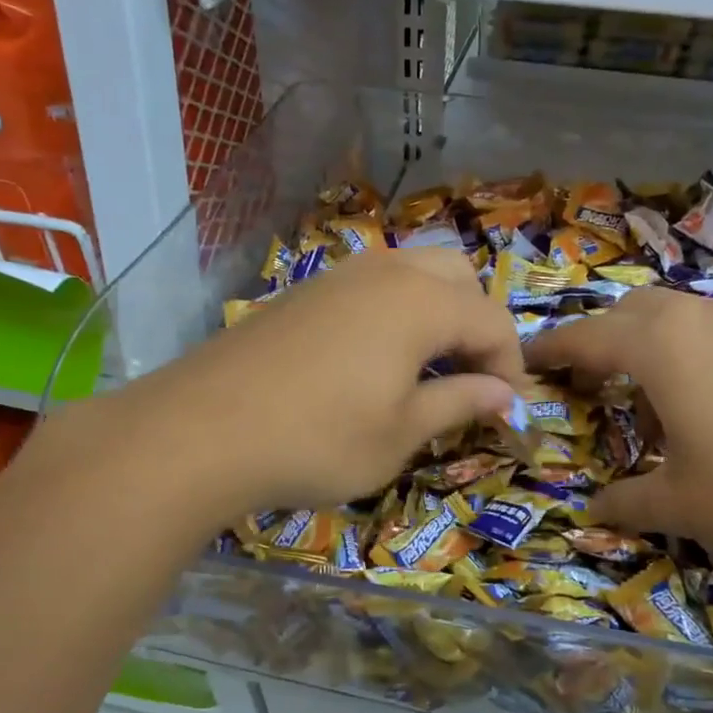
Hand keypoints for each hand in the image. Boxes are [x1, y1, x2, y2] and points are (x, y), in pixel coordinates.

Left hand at [151, 246, 524, 514]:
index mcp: (421, 303)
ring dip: (435, 313)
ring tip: (425, 369)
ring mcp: (337, 277)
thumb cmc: (317, 440)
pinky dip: (394, 312)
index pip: (492, 321)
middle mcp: (385, 273)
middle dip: (476, 323)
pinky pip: (370, 286)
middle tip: (468, 377)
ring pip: (411, 272)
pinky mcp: (302, 293)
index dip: (510, 365)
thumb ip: (458, 403)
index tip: (507, 409)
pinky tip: (373, 361)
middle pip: (457, 277)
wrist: (201, 431)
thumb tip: (504, 394)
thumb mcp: (400, 434)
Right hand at [524, 287, 712, 571]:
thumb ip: (626, 502)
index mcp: (660, 348)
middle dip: (597, 340)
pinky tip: (701, 403)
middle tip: (583, 383)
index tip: (524, 363)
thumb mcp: (681, 505)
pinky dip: (685, 353)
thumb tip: (592, 510)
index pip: (585, 338)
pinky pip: (711, 332)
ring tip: (640, 398)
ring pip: (674, 316)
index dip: (549, 351)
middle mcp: (698, 320)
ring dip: (644, 344)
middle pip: (629, 312)